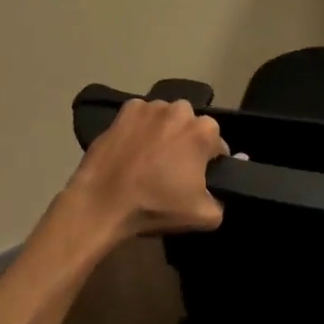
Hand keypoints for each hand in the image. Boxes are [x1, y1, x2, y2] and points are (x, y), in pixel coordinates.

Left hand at [66, 98, 228, 240]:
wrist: (103, 202)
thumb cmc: (156, 205)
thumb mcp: (203, 216)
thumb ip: (220, 202)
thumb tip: (217, 194)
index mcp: (204, 131)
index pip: (217, 145)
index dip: (210, 162)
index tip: (198, 178)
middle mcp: (181, 109)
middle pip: (191, 126)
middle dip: (187, 142)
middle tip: (174, 168)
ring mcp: (151, 106)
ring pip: (166, 118)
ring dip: (164, 131)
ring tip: (150, 157)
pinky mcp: (125, 110)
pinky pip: (141, 116)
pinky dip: (140, 127)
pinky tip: (132, 147)